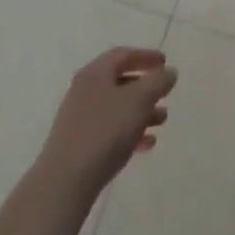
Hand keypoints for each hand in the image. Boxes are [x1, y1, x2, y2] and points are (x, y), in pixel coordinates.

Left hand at [37, 48, 176, 199]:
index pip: (123, 55)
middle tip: (165, 92)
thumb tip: (168, 72)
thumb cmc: (106, 130)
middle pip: (119, 81)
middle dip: (145, 87)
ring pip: (116, 107)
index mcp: (95, 73)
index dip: (146, 56)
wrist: (66, 180)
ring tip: (162, 120)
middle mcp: (84, 91)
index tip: (165, 62)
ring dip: (141, 111)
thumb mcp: (140, 99)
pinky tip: (146, 145)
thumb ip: (158, 81)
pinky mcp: (79, 144)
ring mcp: (79, 119)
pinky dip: (129, 132)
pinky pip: (109, 130)